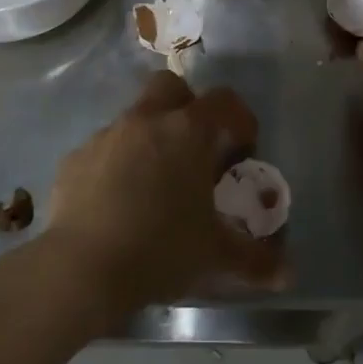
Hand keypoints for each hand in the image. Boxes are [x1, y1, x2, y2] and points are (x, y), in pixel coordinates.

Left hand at [45, 72, 286, 315]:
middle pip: (169, 86)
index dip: (239, 118)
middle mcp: (145, 121)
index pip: (223, 101)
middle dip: (186, 107)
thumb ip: (255, 261)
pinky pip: (103, 150)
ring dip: (149, 139)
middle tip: (195, 147)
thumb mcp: (214, 256)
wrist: (80, 268)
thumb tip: (288, 276)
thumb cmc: (160, 249)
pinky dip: (116, 165)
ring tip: (155, 185)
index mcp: (187, 131)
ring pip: (133, 119)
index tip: (242, 149)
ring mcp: (105, 136)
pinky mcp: (74, 159)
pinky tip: (117, 203)